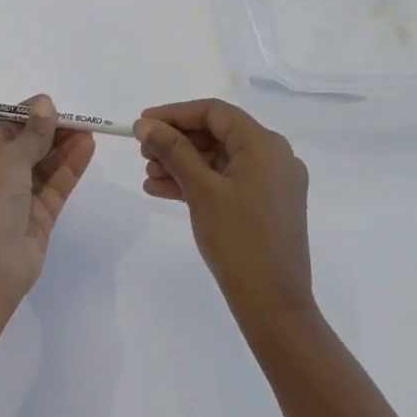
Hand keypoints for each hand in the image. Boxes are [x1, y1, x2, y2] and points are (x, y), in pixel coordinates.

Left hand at [0, 95, 95, 311]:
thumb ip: (31, 133)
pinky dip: (70, 168)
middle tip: (78, 119)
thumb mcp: (6, 159)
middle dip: (51, 132)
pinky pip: (56, 187)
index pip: (3, 131)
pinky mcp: (39, 218)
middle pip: (27, 147)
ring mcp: (18, 200)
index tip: (52, 106)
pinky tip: (87, 148)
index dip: (28, 117)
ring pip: (44, 167)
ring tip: (89, 130)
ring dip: (64, 148)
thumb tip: (44, 103)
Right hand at [136, 98, 314, 327]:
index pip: (214, 112)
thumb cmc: (237, 239)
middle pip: (217, 134)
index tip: (142, 124)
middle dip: (177, 141)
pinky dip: (198, 182)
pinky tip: (162, 190)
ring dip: (182, 163)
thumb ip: (173, 150)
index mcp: (264, 144)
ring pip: (219, 159)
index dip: (175, 114)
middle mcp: (274, 156)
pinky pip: (227, 180)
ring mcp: (273, 182)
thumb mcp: (200, 189)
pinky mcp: (267, 205)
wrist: (273, 304)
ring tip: (148, 176)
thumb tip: (145, 123)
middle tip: (142, 152)